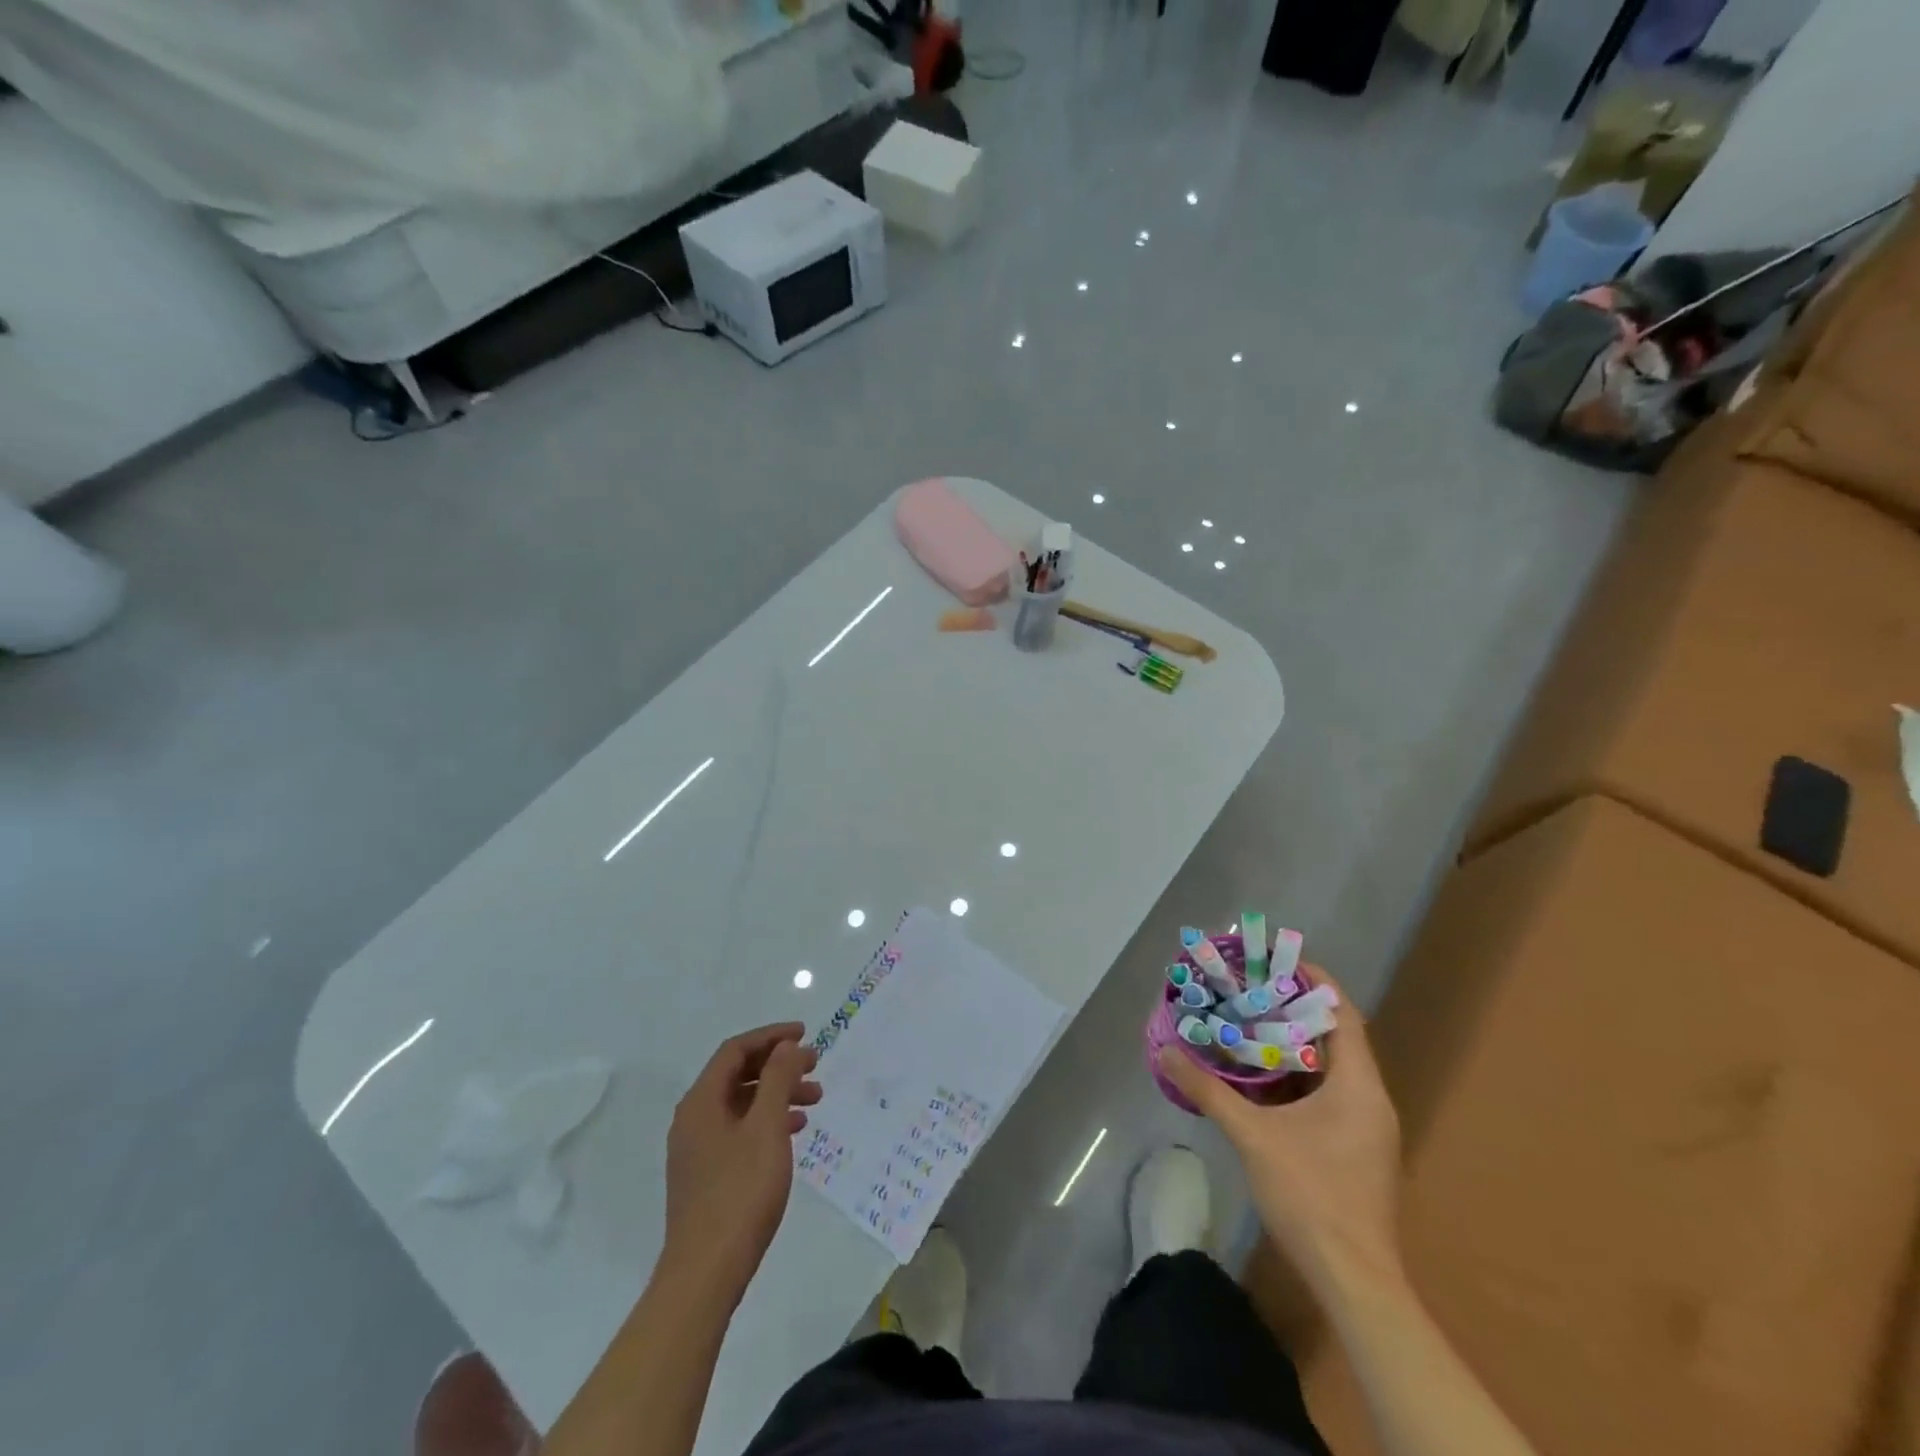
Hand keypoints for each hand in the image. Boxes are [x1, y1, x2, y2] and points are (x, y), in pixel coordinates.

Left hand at [662, 1023, 821, 1305]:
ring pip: (742, 1104)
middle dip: (778, 1065)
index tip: (805, 1034)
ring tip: (815, 1101)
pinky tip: (793, 1132)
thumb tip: (786, 1046)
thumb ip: (777, 1079)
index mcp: (701, 1101)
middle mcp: (693, 1119)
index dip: (771, 1037)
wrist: (705, 1273)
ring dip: (777, 1094)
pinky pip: (739, 1130)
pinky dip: (767, 1121)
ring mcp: (697, 1149)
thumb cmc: (740, 1192)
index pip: (735, 1050)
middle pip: (738, 1074)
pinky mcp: (706, 1175)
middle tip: (815, 1066)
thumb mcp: (766, 1127)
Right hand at [1159, 967, 1402, 1292]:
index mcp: (1359, 1086)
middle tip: (1250, 990)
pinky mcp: (1358, 1150)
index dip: (1313, 982)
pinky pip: (1329, 1094)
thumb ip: (1210, 1091)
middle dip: (1294, 1010)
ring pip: (1331, 1068)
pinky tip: (1261, 1080)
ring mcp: (1368, 1128)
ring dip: (1294, 1046)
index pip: (1342, 1013)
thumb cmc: (1311, 1196)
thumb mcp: (1252, 1137)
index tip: (1276, 961)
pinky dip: (1298, 1078)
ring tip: (1249, 1025)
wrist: (1354, 1281)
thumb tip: (1166, 1053)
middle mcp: (1371, 1099)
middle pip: (1336, 1037)